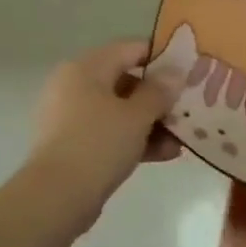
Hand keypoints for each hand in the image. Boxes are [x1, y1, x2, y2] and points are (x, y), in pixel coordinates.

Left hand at [26, 40, 183, 216]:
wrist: (56, 197)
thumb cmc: (98, 144)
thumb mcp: (137, 115)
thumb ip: (159, 91)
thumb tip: (174, 72)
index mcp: (86, 68)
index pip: (130, 49)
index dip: (162, 57)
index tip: (189, 71)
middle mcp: (75, 86)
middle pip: (126, 81)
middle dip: (159, 97)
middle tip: (188, 108)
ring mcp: (72, 117)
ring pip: (120, 110)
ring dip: (152, 122)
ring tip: (182, 138)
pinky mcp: (74, 145)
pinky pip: (110, 133)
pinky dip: (135, 140)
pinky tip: (166, 154)